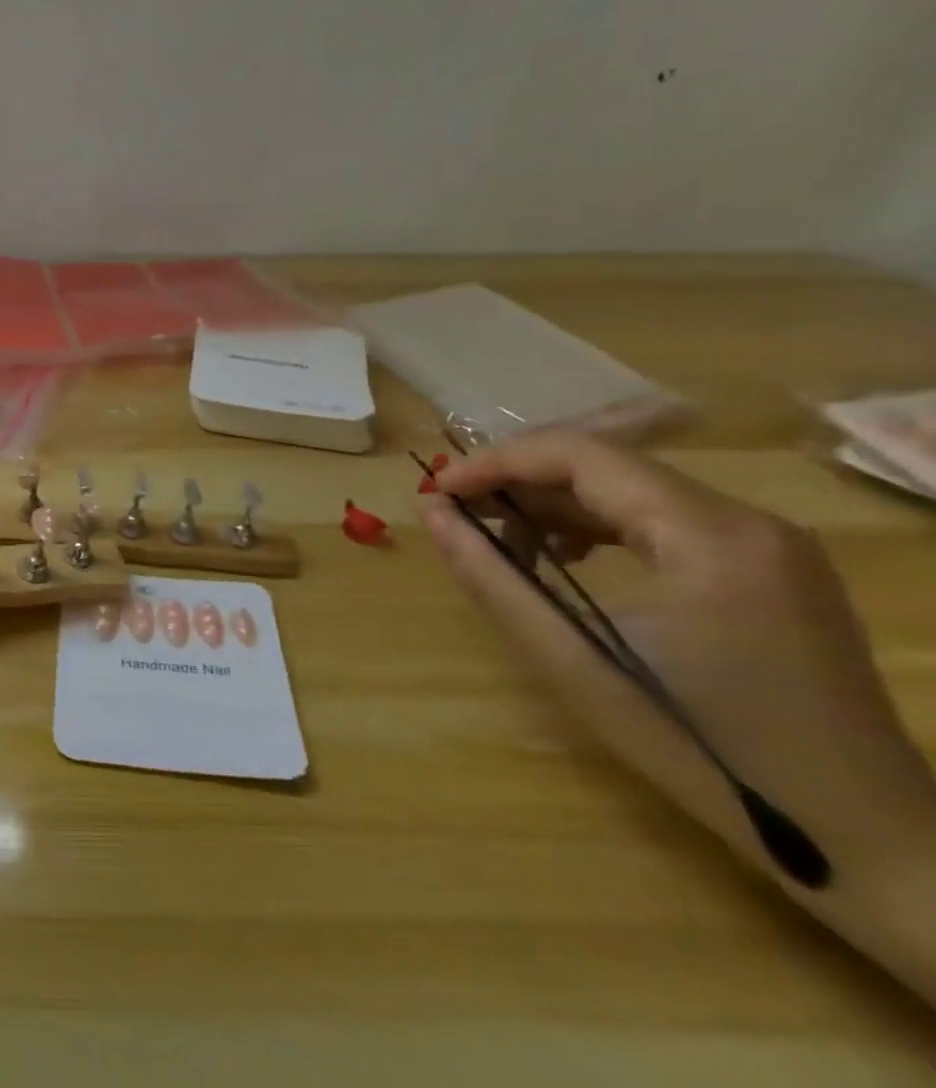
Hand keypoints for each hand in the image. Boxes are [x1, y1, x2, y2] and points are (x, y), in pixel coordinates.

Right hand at [420, 431, 935, 896]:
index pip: (581, 456)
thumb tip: (433, 512)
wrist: (863, 839)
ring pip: (632, 490)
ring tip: (501, 539)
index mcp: (710, 535)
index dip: (496, 462)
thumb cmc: (701, 747)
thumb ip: (491, 575)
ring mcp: (768, 543)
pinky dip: (598, 526)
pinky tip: (566, 559)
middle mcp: (748, 520)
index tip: (437, 490)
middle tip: (457, 513)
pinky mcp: (771, 568)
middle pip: (607, 466)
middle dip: (519, 482)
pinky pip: (663, 519)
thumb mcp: (572, 660)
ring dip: (555, 504)